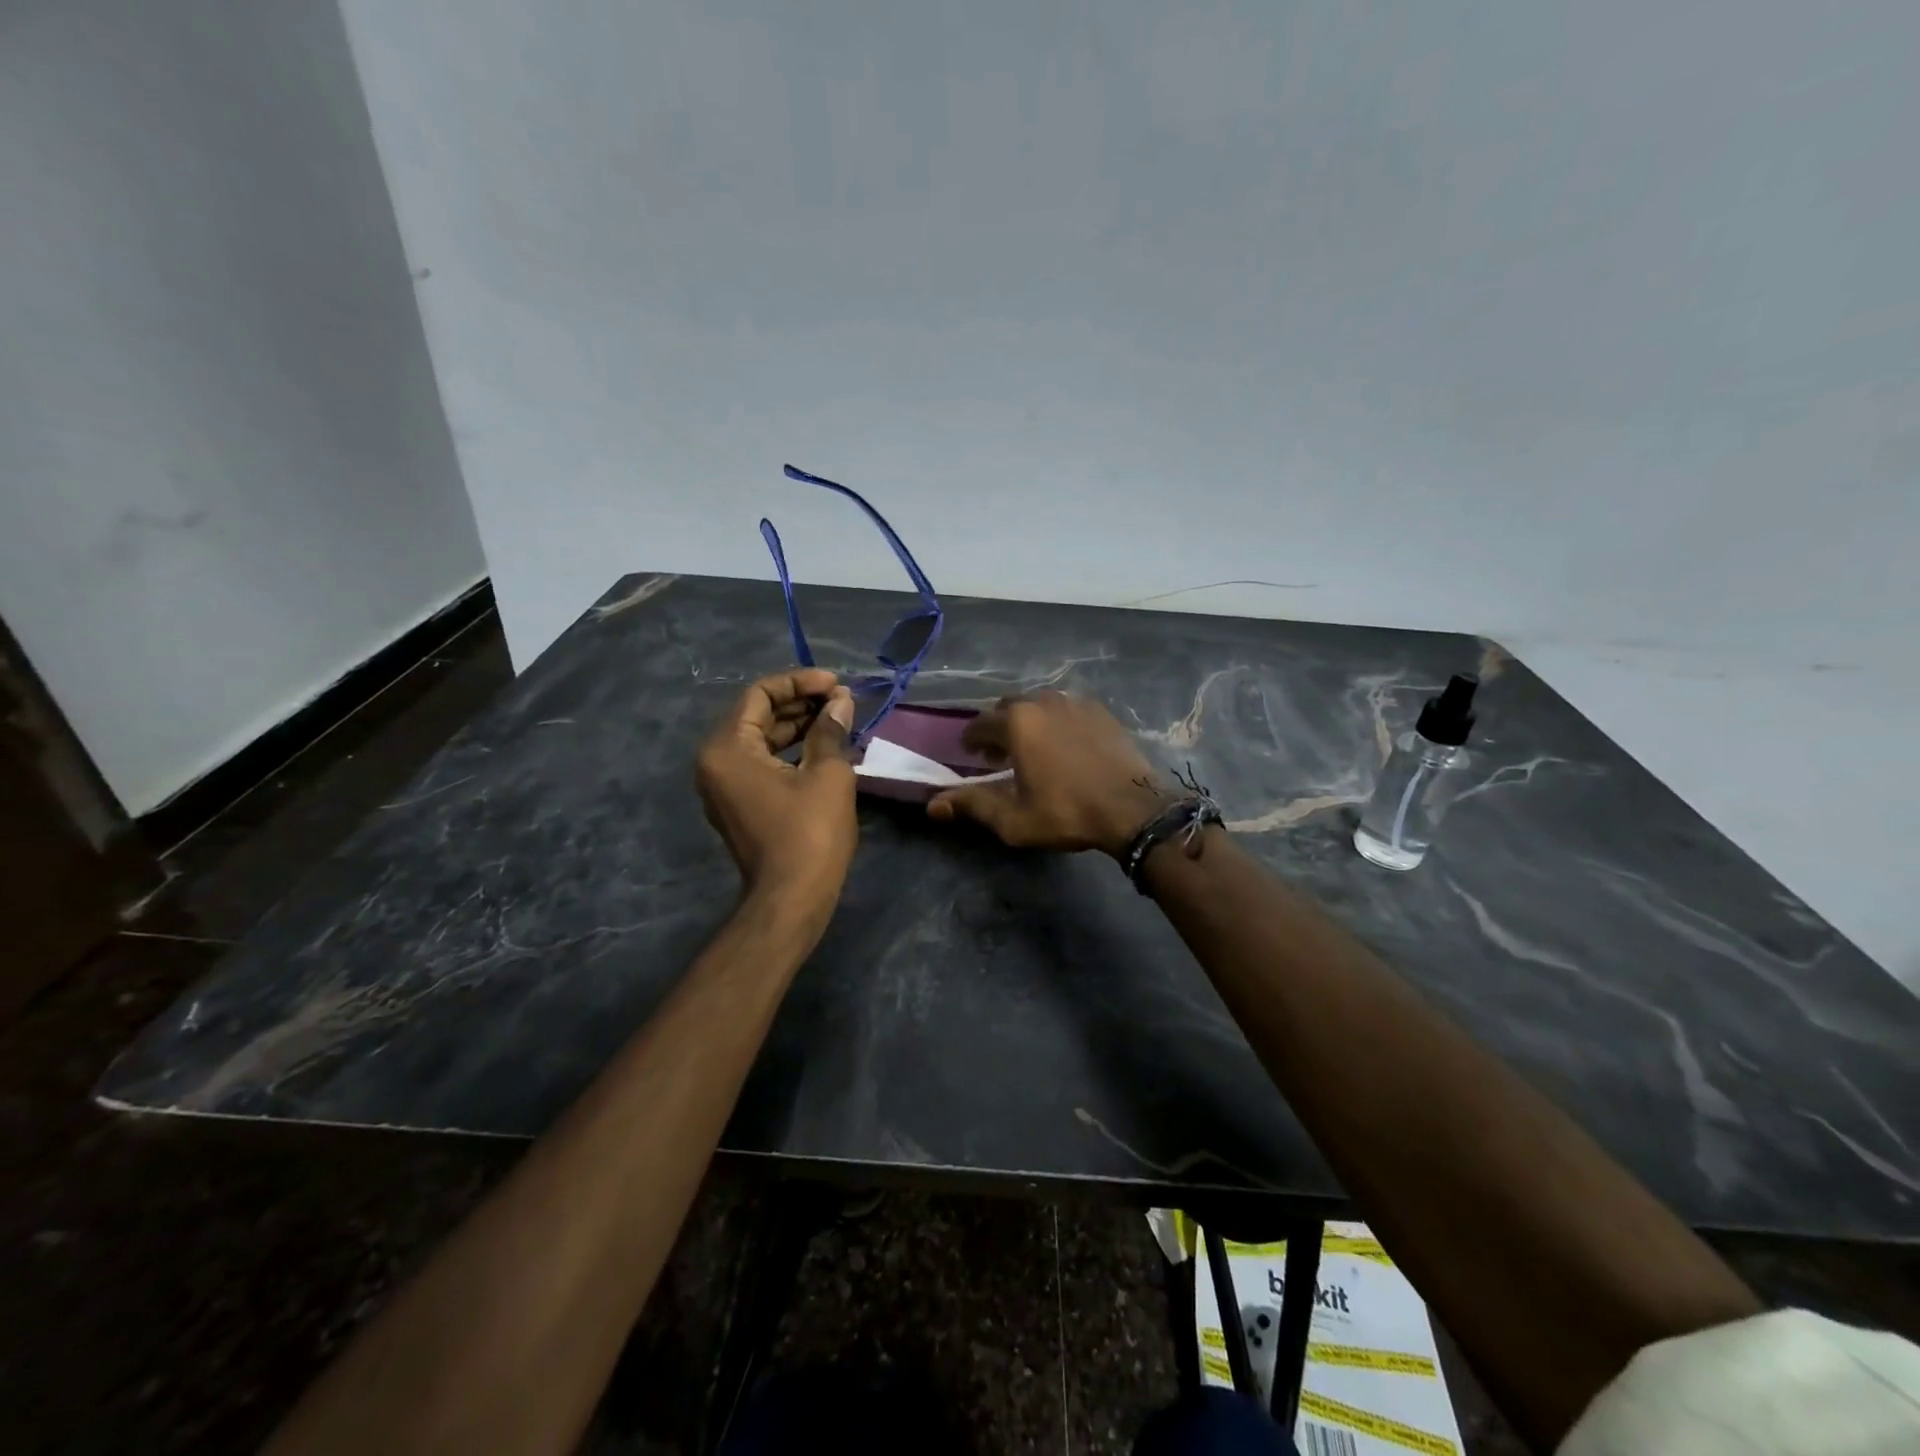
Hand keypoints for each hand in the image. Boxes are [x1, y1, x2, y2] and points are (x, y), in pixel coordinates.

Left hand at [696, 669, 857, 904]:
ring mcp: (725, 785)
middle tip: (842, 700)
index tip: (835, 684)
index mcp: (727, 748)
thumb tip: (841, 701)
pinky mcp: (740, 803)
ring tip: (840, 719)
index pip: (760, 694)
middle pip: (758, 714)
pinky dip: (793, 750)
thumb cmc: (809, 833)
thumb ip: (831, 729)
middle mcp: (716, 761)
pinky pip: (763, 762)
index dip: (800, 682)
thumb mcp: (827, 773)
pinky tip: (827, 746)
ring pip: (763, 739)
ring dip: (800, 726)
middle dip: (801, 703)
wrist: (792, 898)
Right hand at [926, 691, 1166, 855]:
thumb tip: (933, 805)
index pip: (978, 724)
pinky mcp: (1101, 711)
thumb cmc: (1067, 812)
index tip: (972, 757)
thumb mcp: (1013, 818)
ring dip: (1028, 722)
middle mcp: (1043, 701)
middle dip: (998, 728)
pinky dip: (1056, 722)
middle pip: (1008, 707)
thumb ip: (972, 805)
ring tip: (1033, 749)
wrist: (1134, 808)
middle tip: (1000, 755)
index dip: (970, 741)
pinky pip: (1067, 709)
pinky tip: (1065, 746)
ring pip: (1039, 705)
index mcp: (1016, 722)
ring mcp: (1075, 702)